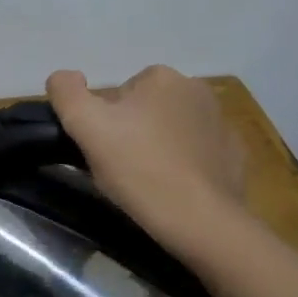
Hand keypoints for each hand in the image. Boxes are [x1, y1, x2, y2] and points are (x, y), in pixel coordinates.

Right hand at [46, 66, 246, 240]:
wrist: (199, 219)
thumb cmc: (138, 168)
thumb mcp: (85, 125)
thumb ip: (66, 92)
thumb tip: (63, 76)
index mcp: (162, 78)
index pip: (119, 94)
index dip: (104, 122)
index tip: (102, 149)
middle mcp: (197, 90)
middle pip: (147, 109)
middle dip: (133, 132)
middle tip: (121, 167)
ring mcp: (221, 123)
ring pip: (173, 130)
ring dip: (159, 147)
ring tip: (147, 182)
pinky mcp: (234, 155)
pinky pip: (199, 153)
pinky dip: (186, 165)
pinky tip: (175, 189)